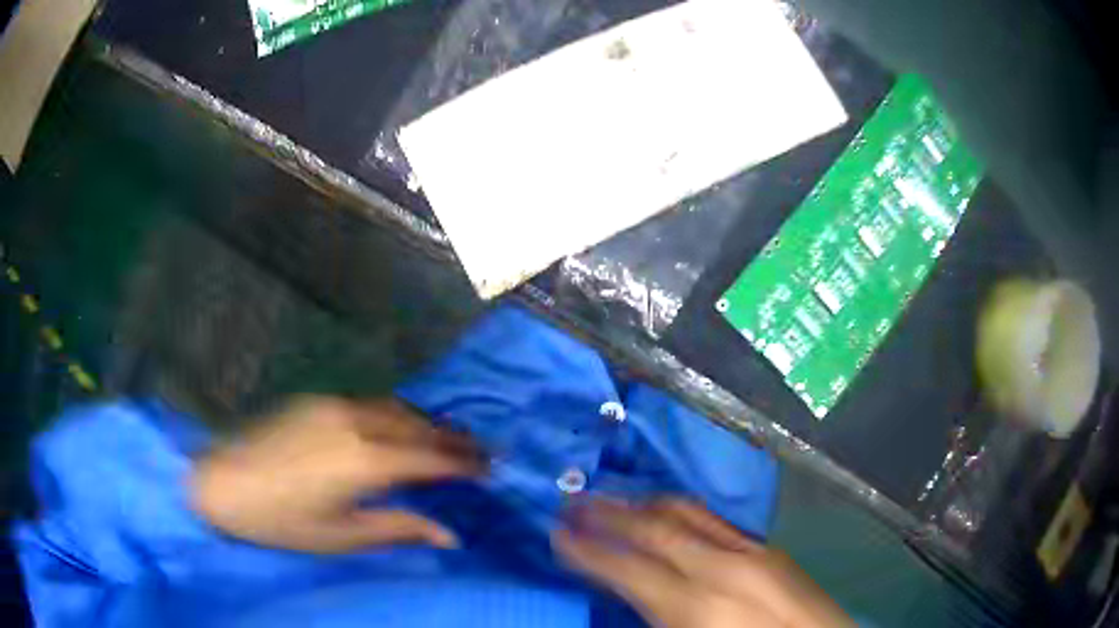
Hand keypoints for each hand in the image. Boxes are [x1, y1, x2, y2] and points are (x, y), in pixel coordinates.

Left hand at [192, 396, 482, 552]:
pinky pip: (369, 404)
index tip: (491, 468)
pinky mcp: (314, 401)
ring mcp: (333, 406)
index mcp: (365, 461)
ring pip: (394, 408)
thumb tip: (450, 536)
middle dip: (452, 438)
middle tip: (481, 451)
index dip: (464, 464)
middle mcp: (356, 423)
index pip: (431, 458)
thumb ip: (399, 529)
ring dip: (425, 422)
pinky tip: (397, 428)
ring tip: (446, 439)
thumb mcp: (343, 537)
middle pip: (418, 425)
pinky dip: (395, 415)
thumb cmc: (282, 521)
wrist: (221, 483)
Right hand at [553, 499, 852, 627]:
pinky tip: (668, 516)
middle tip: (575, 500)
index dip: (586, 549)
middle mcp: (723, 568)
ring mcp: (753, 554)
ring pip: (687, 513)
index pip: (625, 566)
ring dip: (644, 504)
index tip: (556, 532)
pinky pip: (716, 521)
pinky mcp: (772, 552)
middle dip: (609, 513)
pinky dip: (681, 513)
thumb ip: (652, 618)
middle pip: (654, 528)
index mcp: (696, 605)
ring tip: (614, 499)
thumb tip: (624, 593)